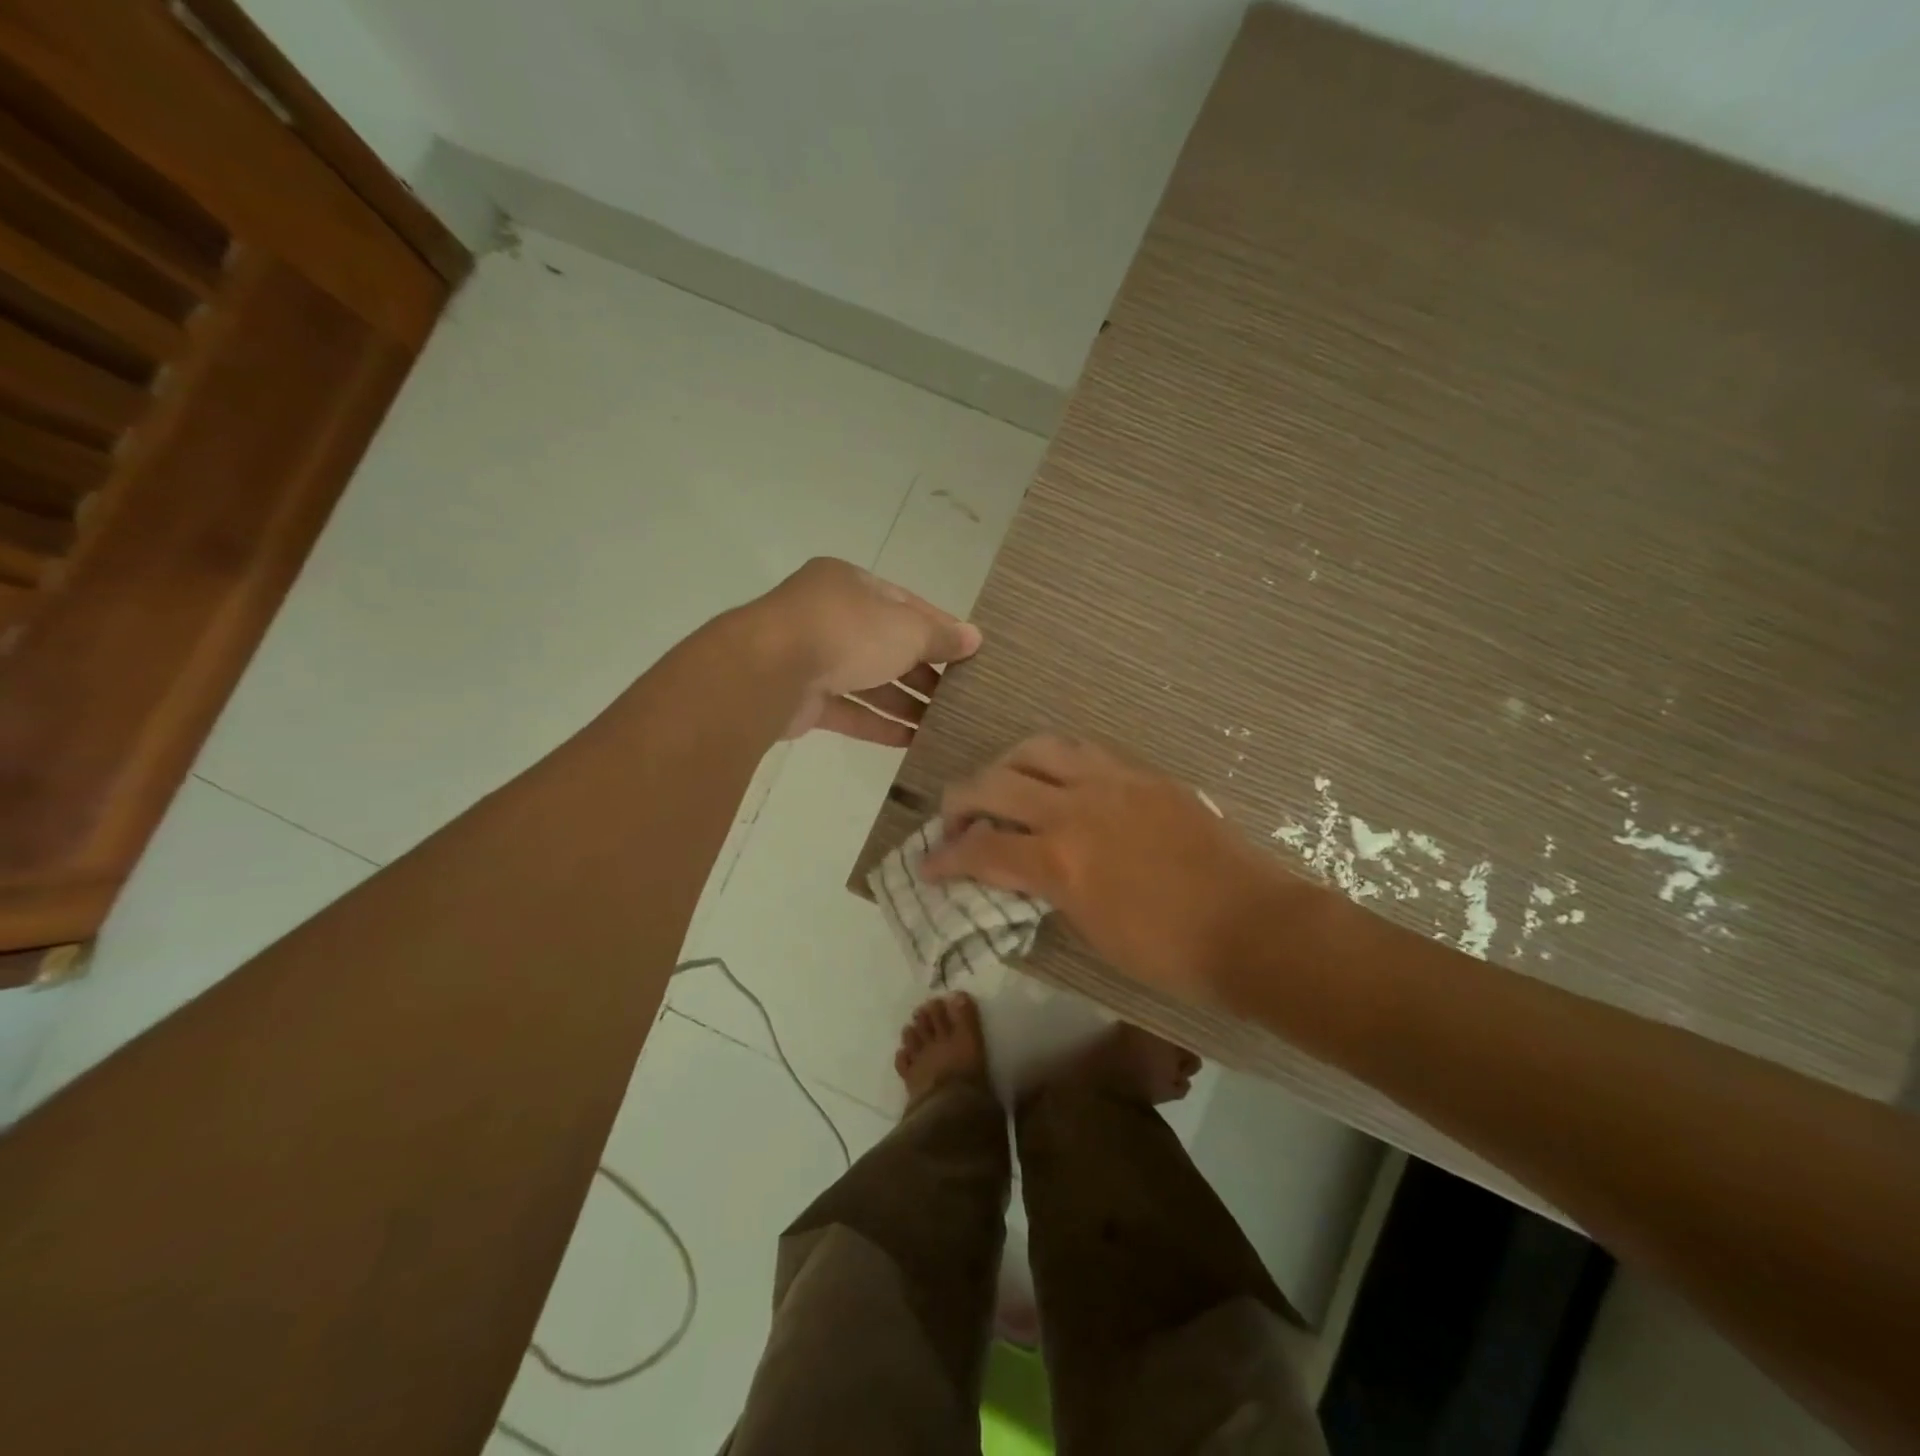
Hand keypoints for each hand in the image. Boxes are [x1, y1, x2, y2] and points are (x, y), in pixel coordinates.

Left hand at [747, 558, 981, 745]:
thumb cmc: (846, 632)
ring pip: (868, 681)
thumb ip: (940, 636)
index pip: (905, 604)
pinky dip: (879, 725)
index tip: (969, 652)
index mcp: (850, 584)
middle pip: (887, 644)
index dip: (939, 628)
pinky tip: (911, 742)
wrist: (770, 671)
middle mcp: (830, 616)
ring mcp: (813, 658)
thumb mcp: (905, 628)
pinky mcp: (803, 699)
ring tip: (943, 723)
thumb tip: (974, 639)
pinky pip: (850, 711)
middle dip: (923, 671)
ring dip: (905, 702)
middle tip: (959, 694)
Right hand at [923, 737, 1287, 1002]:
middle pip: (994, 783)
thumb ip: (1047, 891)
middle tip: (954, 819)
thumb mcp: (1091, 931)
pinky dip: (1055, 760)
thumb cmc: (1170, 951)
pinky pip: (1084, 750)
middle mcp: (1075, 808)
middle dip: (959, 801)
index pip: (980, 849)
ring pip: (1037, 748)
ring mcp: (1112, 782)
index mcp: (1060, 861)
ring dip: (1006, 765)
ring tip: (1003, 785)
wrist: (1252, 926)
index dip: (945, 858)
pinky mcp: (1143, 773)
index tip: (928, 865)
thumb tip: (1021, 872)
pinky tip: (1057, 778)